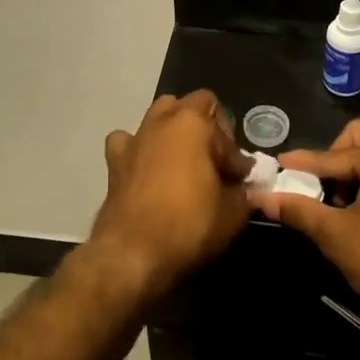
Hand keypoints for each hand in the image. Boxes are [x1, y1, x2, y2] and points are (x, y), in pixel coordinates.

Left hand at [87, 91, 251, 303]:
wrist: (133, 253)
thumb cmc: (189, 225)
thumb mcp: (233, 213)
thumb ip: (244, 192)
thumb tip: (245, 187)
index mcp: (193, 123)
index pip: (225, 127)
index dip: (235, 154)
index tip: (239, 180)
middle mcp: (162, 120)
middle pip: (191, 106)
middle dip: (206, 128)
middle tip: (214, 162)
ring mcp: (135, 137)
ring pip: (159, 115)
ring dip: (174, 131)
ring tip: (184, 161)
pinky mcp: (114, 160)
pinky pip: (128, 141)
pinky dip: (139, 149)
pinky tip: (146, 167)